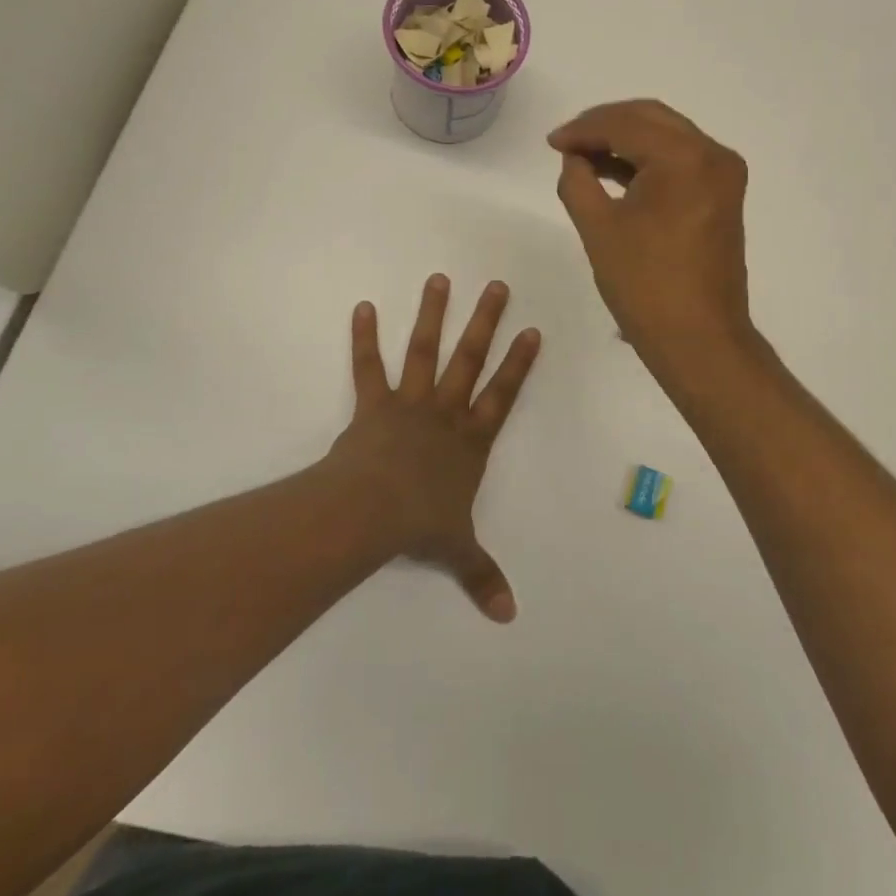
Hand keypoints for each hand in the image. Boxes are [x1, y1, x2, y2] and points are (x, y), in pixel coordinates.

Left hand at [331, 274, 540, 622]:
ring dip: (432, 315)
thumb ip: (482, 575)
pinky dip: (364, 338)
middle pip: (470, 360)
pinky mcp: (373, 405)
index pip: (503, 395)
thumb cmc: (419, 526)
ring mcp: (409, 404)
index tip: (532, 330)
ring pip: (424, 352)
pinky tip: (363, 307)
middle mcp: (445, 413)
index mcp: (470, 441)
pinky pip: (368, 368)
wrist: (372, 513)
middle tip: (496, 285)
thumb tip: (509, 616)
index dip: (519, 364)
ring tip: (439, 278)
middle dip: (485, 322)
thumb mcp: (456, 551)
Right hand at [549, 100, 752, 369]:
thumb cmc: (645, 286)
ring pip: (667, 136)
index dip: (583, 129)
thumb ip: (577, 181)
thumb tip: (574, 158)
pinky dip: (647, 160)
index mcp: (685, 158)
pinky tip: (614, 170)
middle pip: (651, 118)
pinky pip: (680, 160)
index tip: (551, 142)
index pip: (626, 124)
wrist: (699, 339)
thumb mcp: (598, 228)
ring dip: (625, 140)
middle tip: (566, 142)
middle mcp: (713, 155)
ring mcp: (723, 175)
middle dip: (605, 125)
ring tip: (583, 156)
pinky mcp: (723, 195)